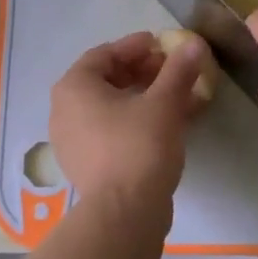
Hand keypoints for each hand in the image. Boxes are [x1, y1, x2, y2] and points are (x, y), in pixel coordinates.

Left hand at [48, 31, 211, 217]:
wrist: (124, 214)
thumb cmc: (139, 147)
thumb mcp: (164, 103)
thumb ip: (178, 70)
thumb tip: (193, 44)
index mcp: (74, 87)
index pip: (105, 54)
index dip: (136, 47)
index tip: (163, 46)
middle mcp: (64, 110)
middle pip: (106, 79)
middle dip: (142, 72)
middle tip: (172, 71)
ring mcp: (72, 140)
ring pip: (110, 107)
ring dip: (143, 97)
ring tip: (176, 96)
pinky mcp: (85, 164)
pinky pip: (110, 130)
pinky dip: (136, 121)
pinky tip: (166, 124)